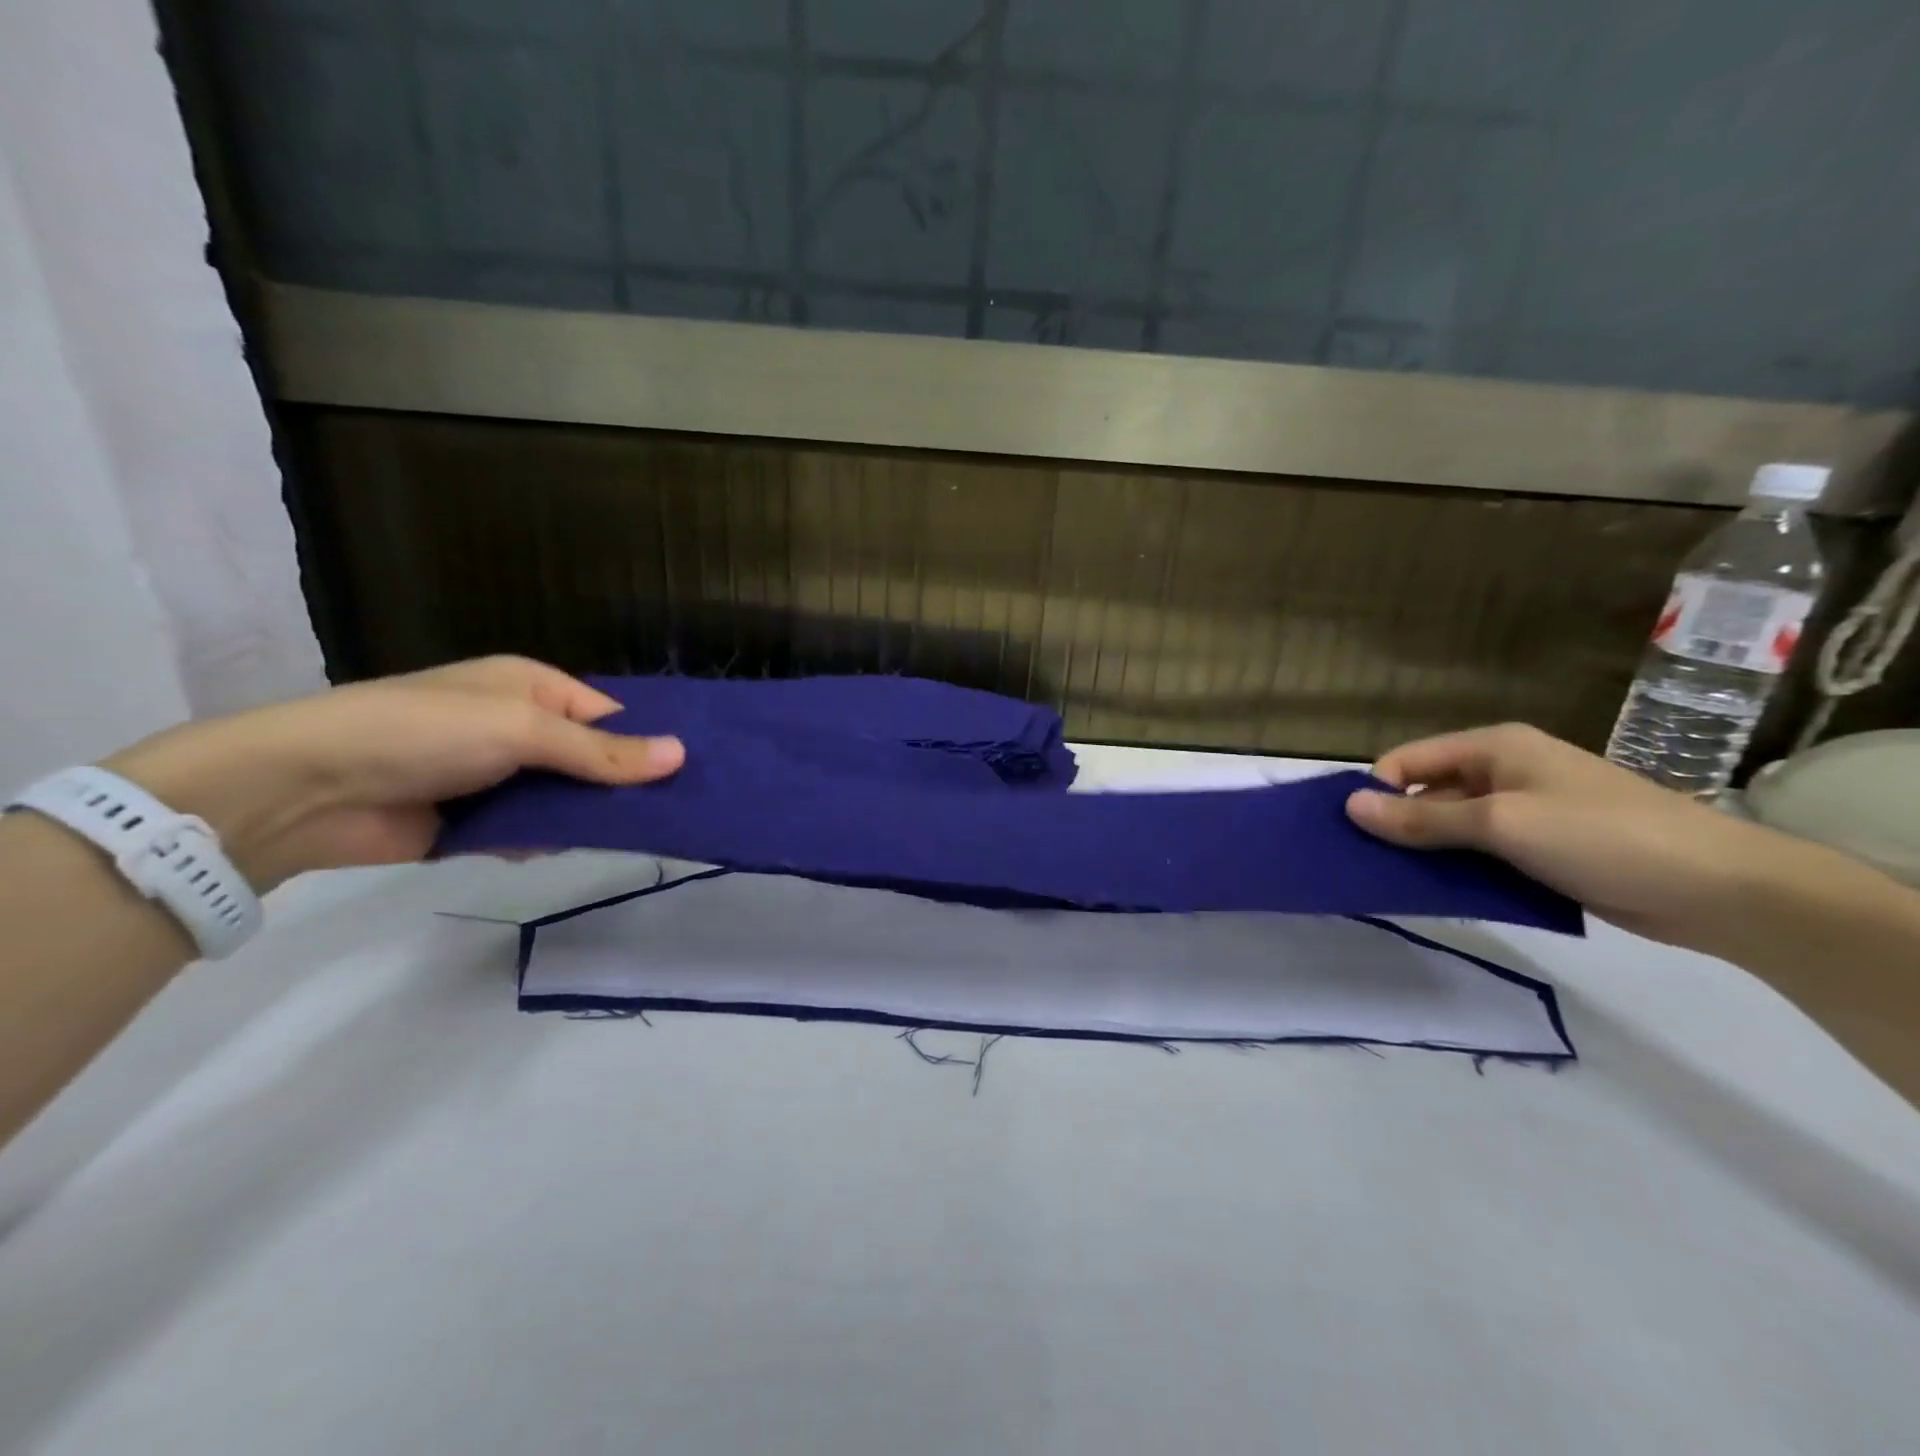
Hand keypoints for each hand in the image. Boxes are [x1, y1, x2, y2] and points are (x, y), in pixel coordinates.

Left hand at [104, 657, 683, 891]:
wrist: (309, 790)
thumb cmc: (425, 732)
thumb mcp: (523, 730)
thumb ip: (602, 752)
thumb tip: (682, 755)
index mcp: (534, 688)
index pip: (610, 715)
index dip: (647, 742)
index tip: (689, 774)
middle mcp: (521, 728)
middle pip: (593, 760)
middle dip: (621, 785)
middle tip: (671, 813)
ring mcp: (499, 775)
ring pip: (567, 799)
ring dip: (583, 817)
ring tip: (624, 836)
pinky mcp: (478, 820)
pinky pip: (531, 830)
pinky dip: (542, 840)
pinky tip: (547, 849)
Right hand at [1342, 723, 1802, 951]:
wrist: (1719, 889)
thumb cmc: (1601, 836)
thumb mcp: (1501, 824)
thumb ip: (1421, 819)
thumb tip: (1349, 807)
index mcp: (1493, 747)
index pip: (1407, 761)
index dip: (1377, 792)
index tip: (1355, 834)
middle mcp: (1504, 771)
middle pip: (1426, 793)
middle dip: (1397, 825)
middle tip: (1368, 864)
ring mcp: (1525, 810)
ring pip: (1452, 826)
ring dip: (1426, 852)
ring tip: (1395, 883)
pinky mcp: (1542, 847)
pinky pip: (1482, 852)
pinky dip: (1459, 869)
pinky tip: (1442, 893)